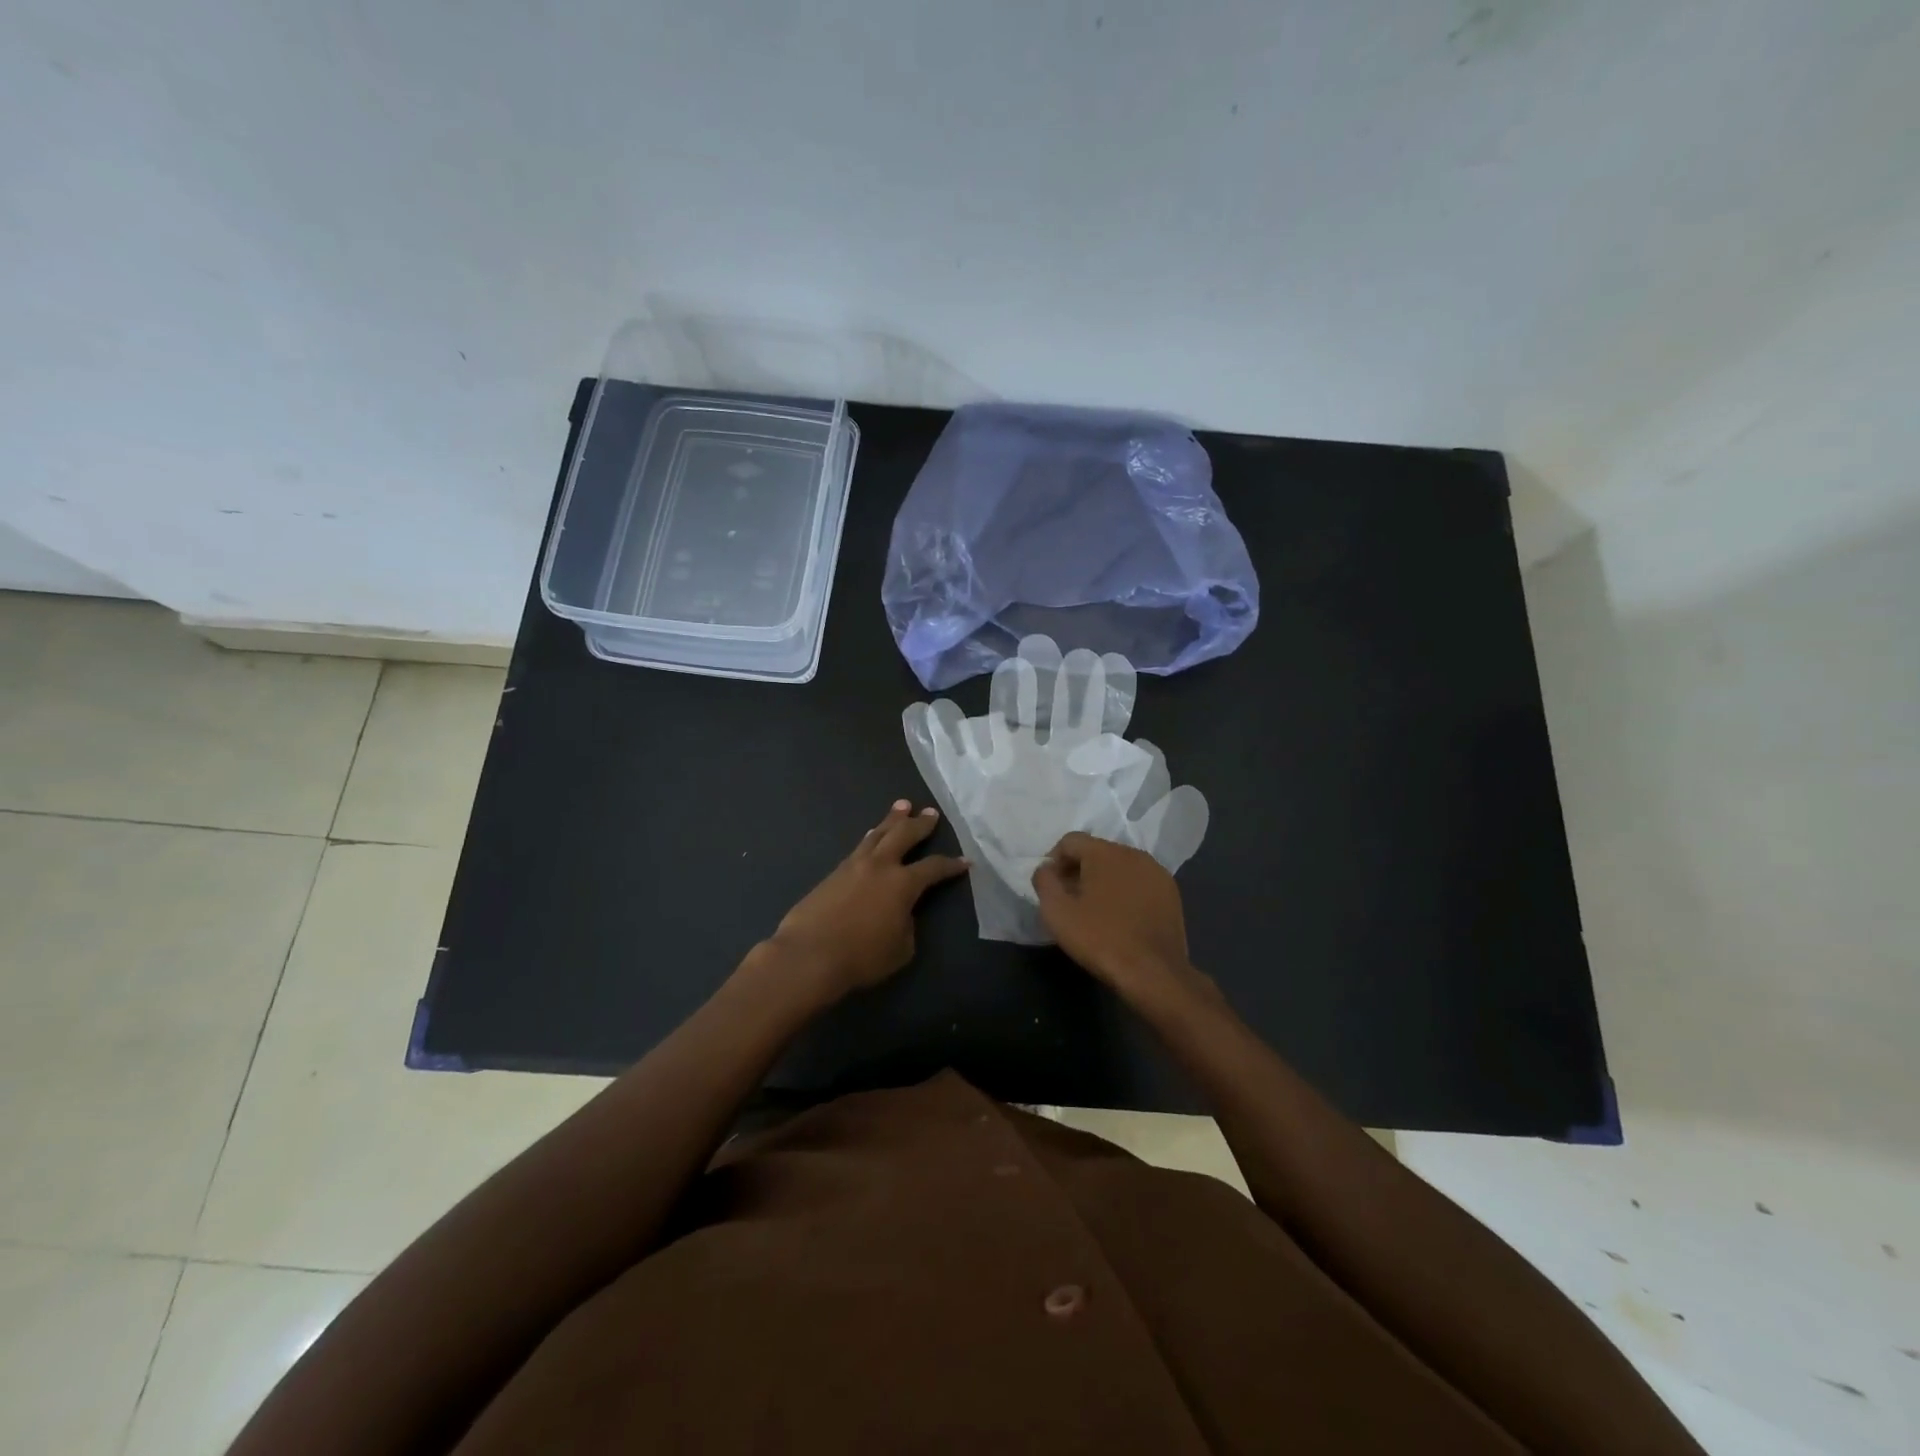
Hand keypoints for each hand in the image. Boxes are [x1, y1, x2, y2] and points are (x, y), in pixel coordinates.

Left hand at [763, 801, 967, 1002]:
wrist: (809, 955)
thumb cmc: (861, 957)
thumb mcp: (901, 949)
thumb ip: (907, 924)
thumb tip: (900, 912)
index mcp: (903, 884)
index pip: (934, 868)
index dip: (951, 865)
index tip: (965, 861)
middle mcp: (881, 865)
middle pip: (904, 835)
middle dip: (920, 824)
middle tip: (931, 813)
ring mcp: (854, 865)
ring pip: (878, 834)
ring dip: (892, 819)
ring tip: (902, 806)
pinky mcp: (833, 873)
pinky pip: (859, 847)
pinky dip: (871, 837)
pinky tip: (872, 835)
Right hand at [1032, 832, 1202, 1005]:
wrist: (1154, 973)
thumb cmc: (1100, 939)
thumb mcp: (1057, 912)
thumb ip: (1044, 881)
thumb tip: (1046, 868)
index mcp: (1105, 852)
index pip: (1071, 841)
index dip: (1054, 860)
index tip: (1051, 887)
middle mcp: (1134, 853)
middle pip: (1096, 851)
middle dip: (1079, 870)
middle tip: (1070, 900)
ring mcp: (1156, 872)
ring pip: (1120, 866)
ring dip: (1103, 881)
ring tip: (1095, 910)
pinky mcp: (1171, 892)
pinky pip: (1139, 882)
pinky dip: (1125, 891)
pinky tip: (1121, 917)